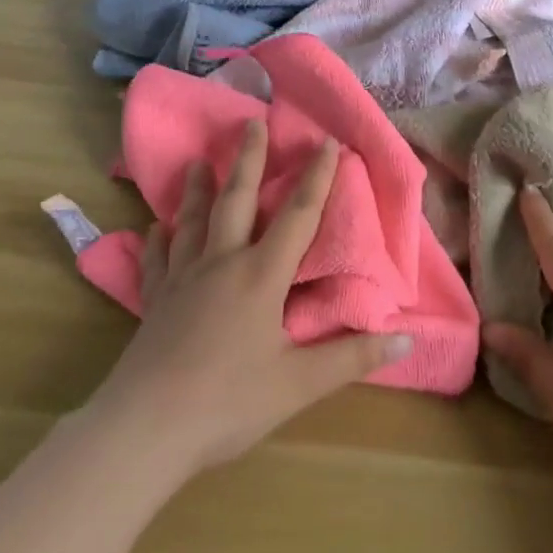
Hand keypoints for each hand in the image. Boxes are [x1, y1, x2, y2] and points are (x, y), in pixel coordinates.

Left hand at [92, 119, 411, 479]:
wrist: (145, 429)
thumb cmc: (228, 403)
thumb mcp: (300, 385)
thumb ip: (353, 358)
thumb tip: (407, 340)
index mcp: (261, 276)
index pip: (297, 216)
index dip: (317, 177)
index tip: (327, 141)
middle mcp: (221, 264)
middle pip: (237, 200)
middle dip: (250, 160)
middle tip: (252, 123)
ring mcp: (181, 280)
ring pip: (192, 221)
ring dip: (198, 189)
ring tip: (200, 161)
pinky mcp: (153, 302)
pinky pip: (155, 261)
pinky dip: (156, 241)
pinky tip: (153, 229)